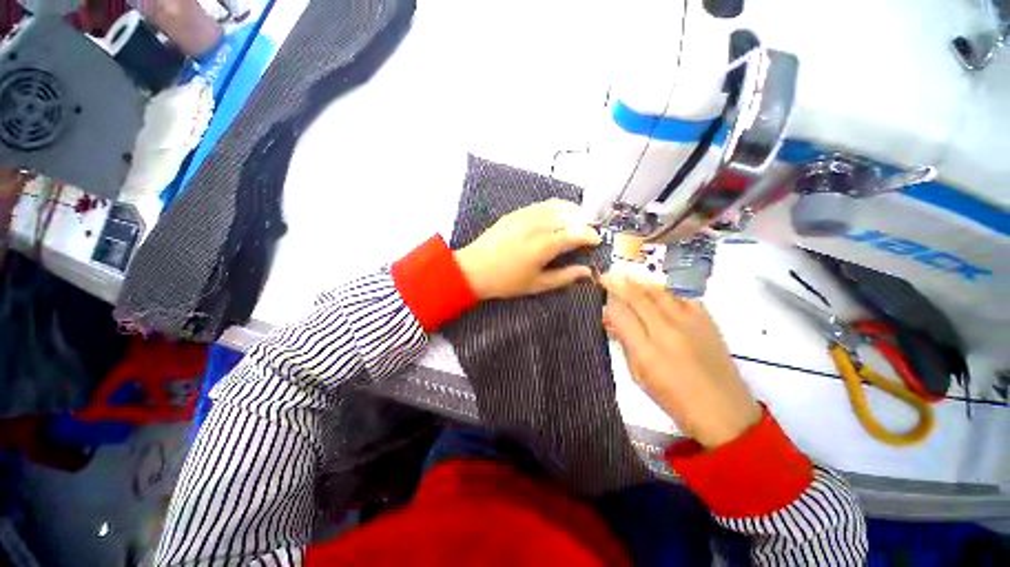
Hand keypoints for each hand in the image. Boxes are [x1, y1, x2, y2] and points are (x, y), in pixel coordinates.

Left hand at [454, 199, 600, 299]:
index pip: (576, 233)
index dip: (590, 235)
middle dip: (585, 221)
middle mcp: (538, 225)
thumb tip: (587, 272)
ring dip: (572, 211)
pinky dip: (555, 207)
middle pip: (570, 215)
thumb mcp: (537, 284)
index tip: (597, 241)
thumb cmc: (506, 281)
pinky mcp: (516, 213)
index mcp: (545, 245)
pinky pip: (541, 204)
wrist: (474, 269)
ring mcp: (526, 216)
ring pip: (556, 206)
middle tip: (589, 231)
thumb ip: (564, 277)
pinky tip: (557, 214)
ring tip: (578, 220)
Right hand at [600, 273, 760, 448]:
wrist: (724, 411)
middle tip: (606, 275)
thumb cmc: (674, 398)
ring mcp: (690, 322)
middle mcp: (668, 331)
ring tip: (627, 279)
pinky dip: (665, 291)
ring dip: (639, 283)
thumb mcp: (639, 374)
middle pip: (638, 297)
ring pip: (659, 291)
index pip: (621, 313)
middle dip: (619, 282)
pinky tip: (658, 293)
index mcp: (647, 350)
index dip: (608, 300)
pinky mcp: (708, 320)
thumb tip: (612, 319)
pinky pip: (681, 296)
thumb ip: (625, 342)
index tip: (599, 293)